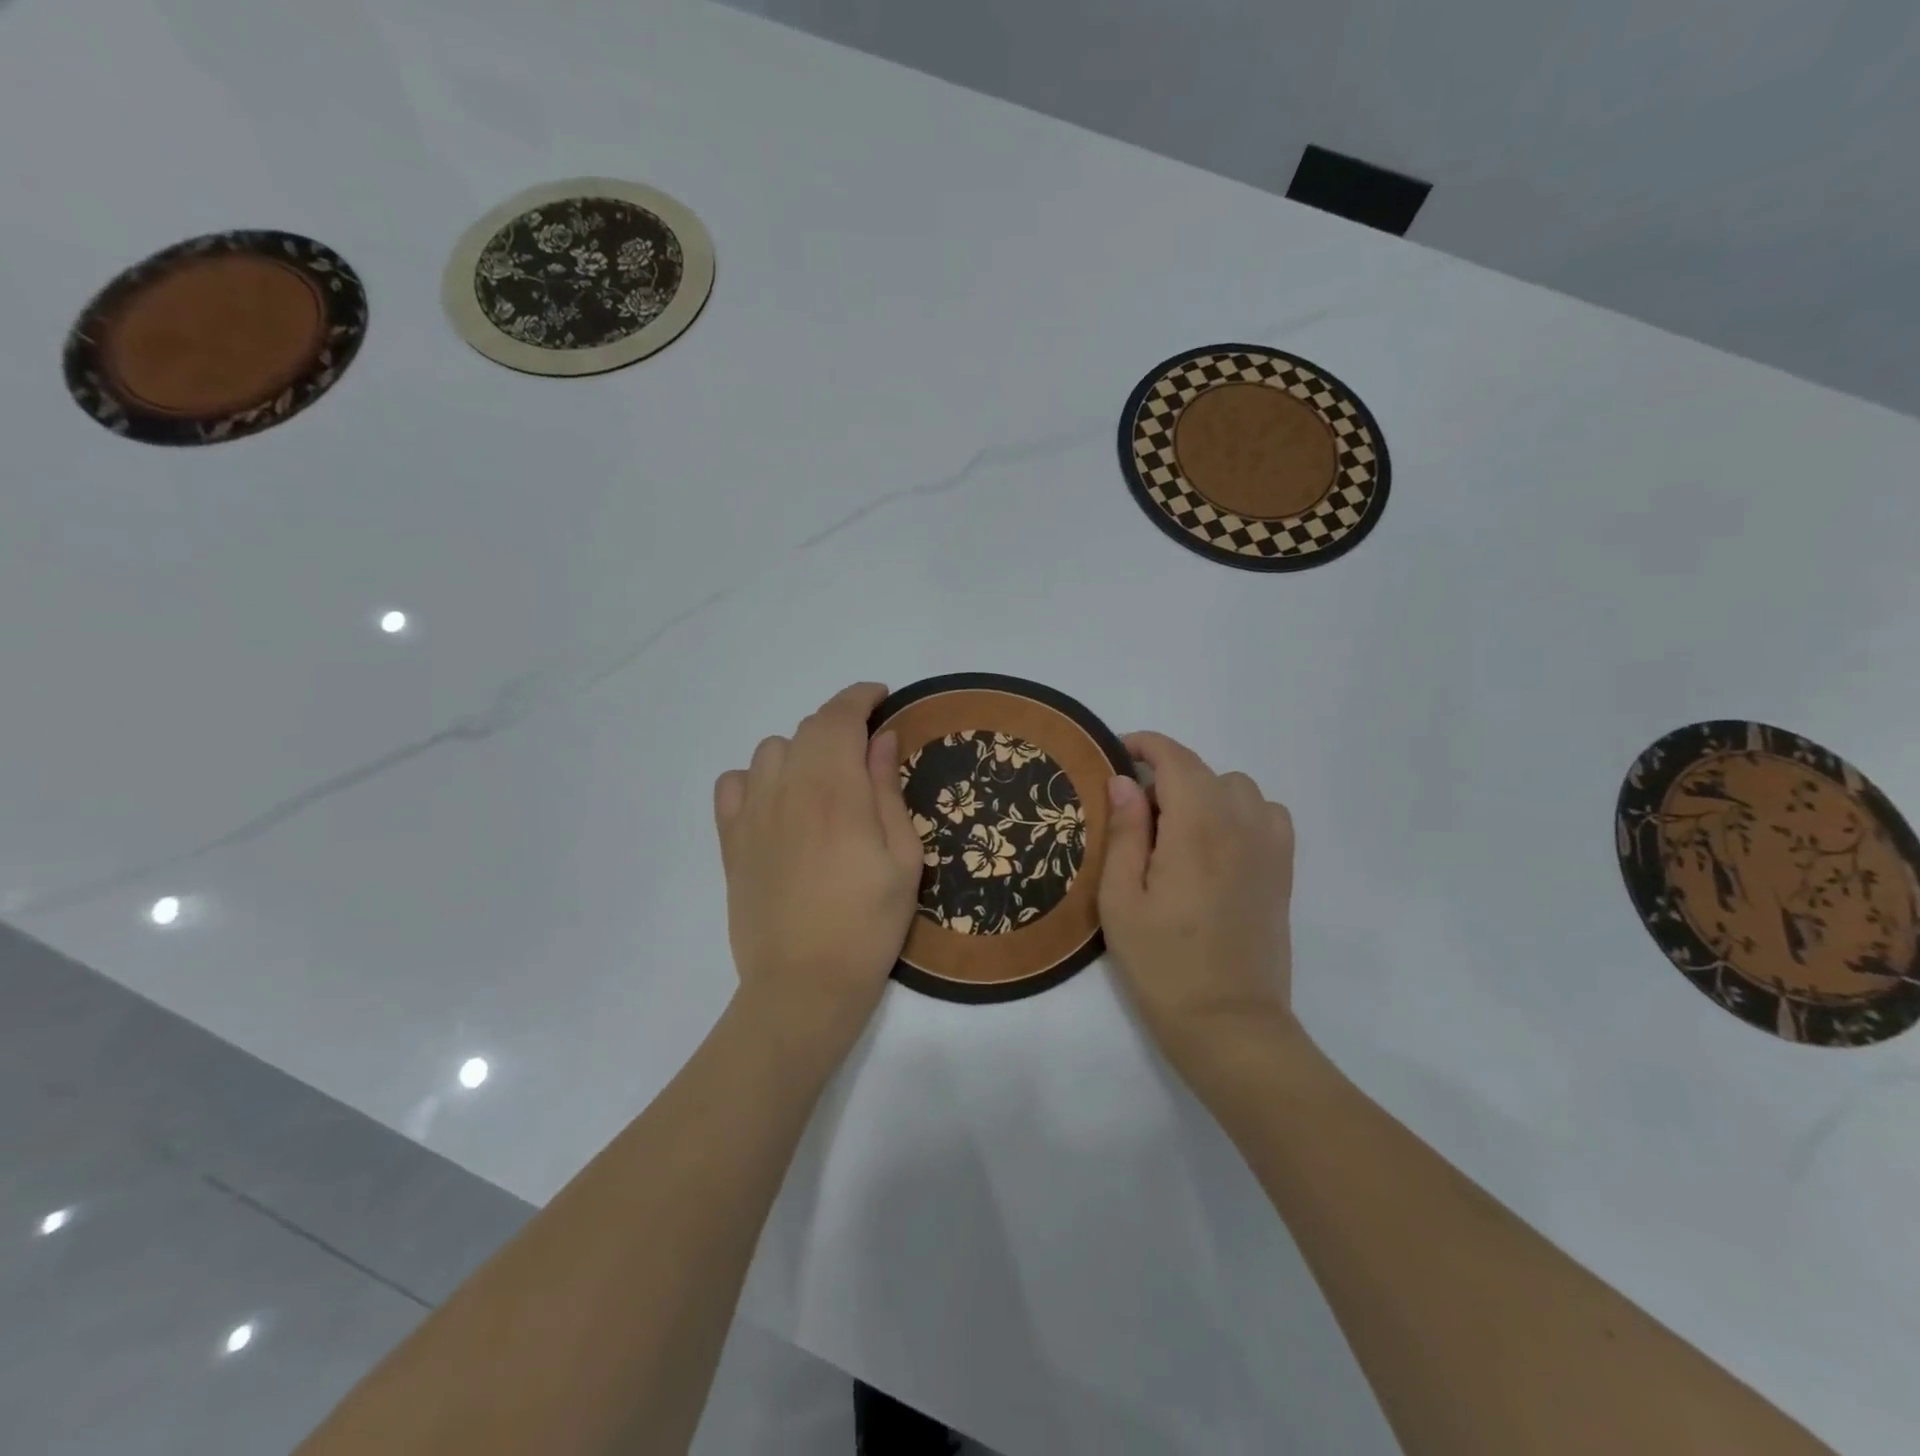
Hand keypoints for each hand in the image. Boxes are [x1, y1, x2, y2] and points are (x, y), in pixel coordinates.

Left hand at [714, 683, 924, 1056]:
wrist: (803, 986)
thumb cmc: (868, 925)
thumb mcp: (904, 859)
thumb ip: (888, 790)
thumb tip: (881, 739)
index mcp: (835, 791)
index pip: (840, 717)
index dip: (861, 697)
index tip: (882, 698)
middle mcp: (787, 789)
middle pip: (808, 728)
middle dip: (840, 724)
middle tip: (865, 748)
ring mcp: (751, 813)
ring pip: (772, 749)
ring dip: (802, 749)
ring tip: (824, 779)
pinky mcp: (730, 840)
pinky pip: (734, 783)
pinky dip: (758, 777)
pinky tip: (778, 801)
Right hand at [1099, 731, 1297, 1077]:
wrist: (1229, 1023)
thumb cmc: (1162, 964)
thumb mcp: (1121, 900)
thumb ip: (1124, 833)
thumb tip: (1125, 781)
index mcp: (1197, 829)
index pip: (1176, 760)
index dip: (1145, 746)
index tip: (1117, 754)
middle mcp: (1241, 826)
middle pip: (1205, 771)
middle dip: (1167, 776)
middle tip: (1136, 817)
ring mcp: (1270, 848)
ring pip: (1238, 788)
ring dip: (1204, 793)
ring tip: (1177, 832)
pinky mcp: (1283, 871)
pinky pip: (1267, 814)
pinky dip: (1240, 812)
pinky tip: (1218, 844)